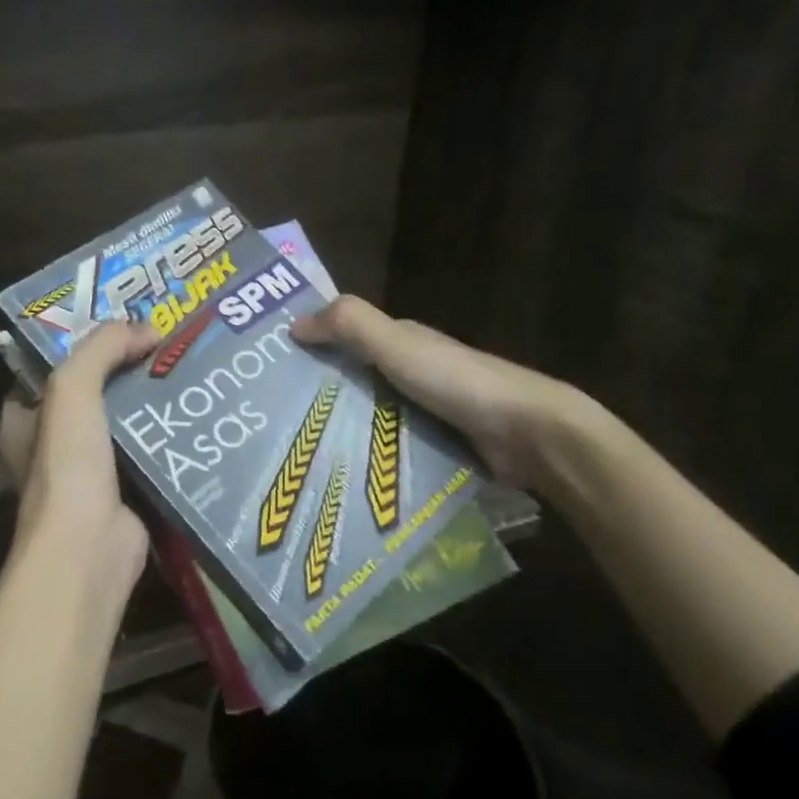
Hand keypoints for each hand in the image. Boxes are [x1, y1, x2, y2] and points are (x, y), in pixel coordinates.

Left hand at [0, 320, 160, 613]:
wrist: (89, 548)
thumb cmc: (68, 465)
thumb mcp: (72, 388)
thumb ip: (102, 347)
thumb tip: (147, 328)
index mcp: (24, 421)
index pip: (50, 372)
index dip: (83, 348)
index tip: (123, 329)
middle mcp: (51, 447)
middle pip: (92, 396)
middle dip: (125, 374)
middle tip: (165, 347)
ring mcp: (87, 474)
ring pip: (122, 425)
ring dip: (150, 405)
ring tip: (188, 373)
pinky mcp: (124, 495)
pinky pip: (147, 456)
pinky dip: (166, 440)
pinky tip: (197, 418)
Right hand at [291, 295, 594, 490]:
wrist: (527, 433)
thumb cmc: (456, 381)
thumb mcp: (397, 344)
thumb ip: (350, 325)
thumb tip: (293, 323)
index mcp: (402, 342)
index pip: (346, 339)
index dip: (311, 347)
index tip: (271, 370)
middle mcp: (411, 373)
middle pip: (355, 381)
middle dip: (319, 395)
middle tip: (272, 421)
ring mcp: (425, 412)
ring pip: (370, 416)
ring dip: (340, 430)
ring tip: (295, 454)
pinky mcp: (435, 447)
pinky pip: (389, 447)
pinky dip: (367, 456)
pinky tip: (339, 475)